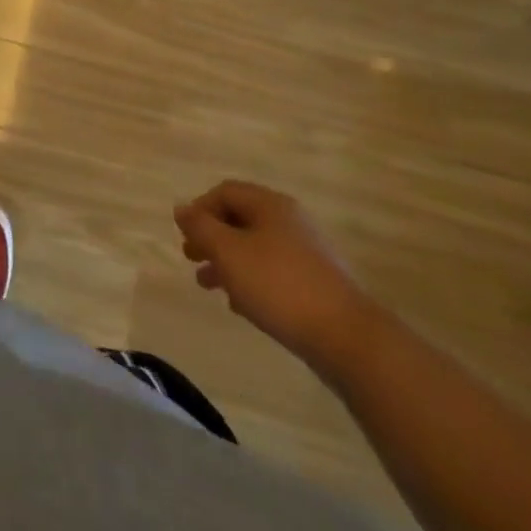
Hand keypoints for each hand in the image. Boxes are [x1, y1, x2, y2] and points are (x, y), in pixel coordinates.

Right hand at [175, 180, 374, 365]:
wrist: (348, 339)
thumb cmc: (279, 285)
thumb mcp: (228, 252)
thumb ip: (200, 227)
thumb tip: (182, 209)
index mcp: (270, 205)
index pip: (225, 192)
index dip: (199, 209)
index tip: (186, 236)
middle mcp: (290, 222)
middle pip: (240, 220)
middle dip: (211, 238)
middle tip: (191, 259)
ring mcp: (308, 254)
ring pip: (255, 249)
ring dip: (227, 262)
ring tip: (209, 286)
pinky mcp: (317, 285)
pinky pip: (274, 273)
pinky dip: (251, 281)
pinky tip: (241, 305)